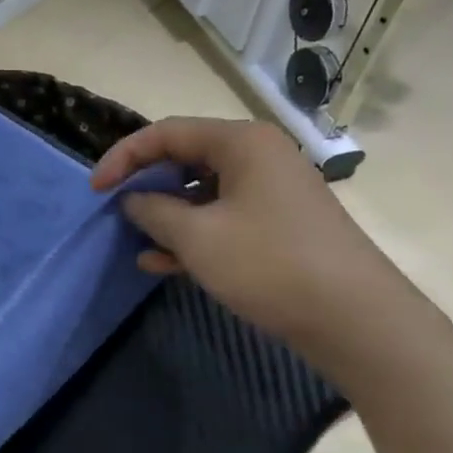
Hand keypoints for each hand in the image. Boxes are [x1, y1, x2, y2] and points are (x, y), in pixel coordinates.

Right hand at [90, 117, 403, 353]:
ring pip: (201, 192)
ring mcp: (271, 192)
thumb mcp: (197, 237)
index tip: (95, 190)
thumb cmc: (269, 264)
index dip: (123, 157)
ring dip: (165, 216)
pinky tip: (163, 264)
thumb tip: (133, 200)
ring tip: (137, 242)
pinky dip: (192, 235)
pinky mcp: (278, 224)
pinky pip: (222, 218)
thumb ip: (154, 211)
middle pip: (184, 158)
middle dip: (145, 186)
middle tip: (116, 211)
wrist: (356, 320)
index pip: (166, 133)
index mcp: (241, 142)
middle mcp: (258, 156)